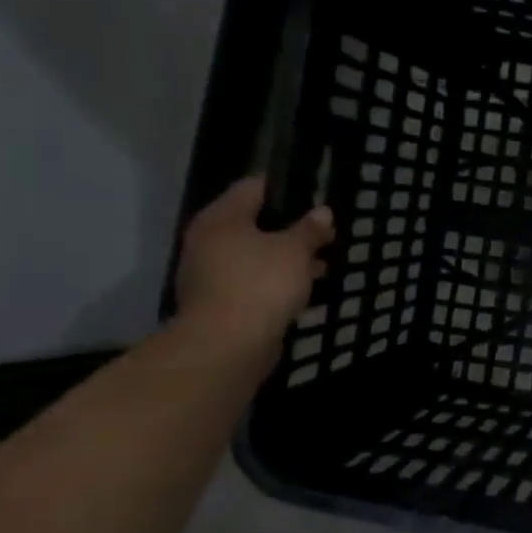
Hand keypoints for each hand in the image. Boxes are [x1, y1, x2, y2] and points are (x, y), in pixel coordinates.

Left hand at [174, 177, 334, 352]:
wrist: (227, 346)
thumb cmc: (261, 284)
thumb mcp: (295, 250)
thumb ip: (310, 229)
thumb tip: (322, 212)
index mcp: (221, 218)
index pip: (252, 187)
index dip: (284, 188)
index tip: (314, 195)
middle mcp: (208, 241)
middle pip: (253, 223)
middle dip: (289, 229)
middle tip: (323, 232)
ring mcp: (210, 274)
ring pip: (255, 256)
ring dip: (285, 259)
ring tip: (321, 264)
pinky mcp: (219, 303)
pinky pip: (253, 283)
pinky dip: (275, 283)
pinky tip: (303, 290)